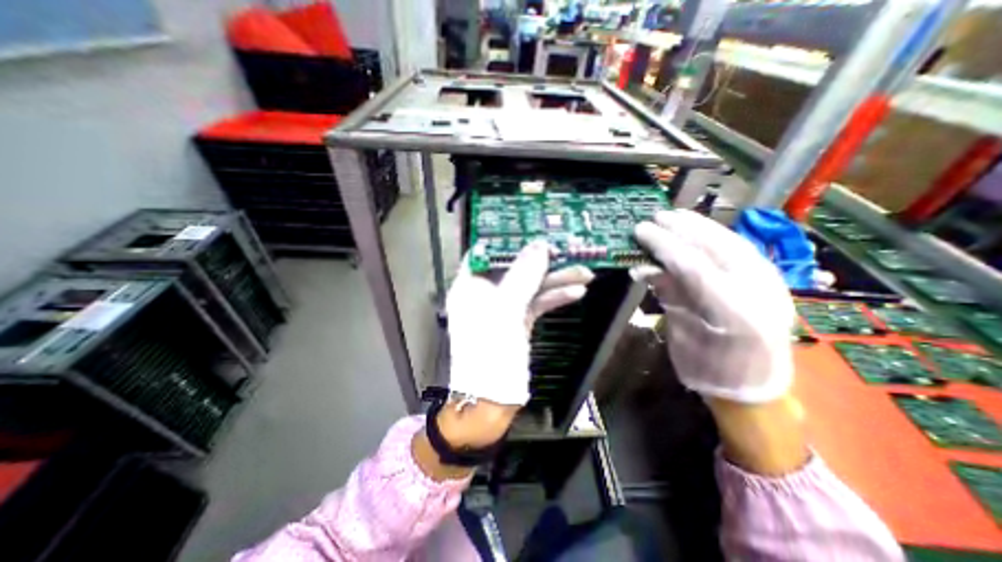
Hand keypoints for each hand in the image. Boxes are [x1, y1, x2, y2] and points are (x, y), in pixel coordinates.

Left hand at [410, 240, 589, 477]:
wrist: (492, 401)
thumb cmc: (490, 353)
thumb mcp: (505, 310)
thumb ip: (522, 276)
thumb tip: (540, 245)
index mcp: (470, 286)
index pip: (486, 252)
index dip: (507, 239)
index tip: (531, 227)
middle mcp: (486, 293)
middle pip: (514, 267)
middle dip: (541, 260)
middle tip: (567, 248)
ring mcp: (504, 307)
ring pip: (530, 286)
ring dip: (555, 279)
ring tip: (584, 271)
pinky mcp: (519, 320)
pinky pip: (537, 303)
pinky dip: (554, 297)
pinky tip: (576, 291)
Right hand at [634, 209, 798, 400]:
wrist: (756, 392)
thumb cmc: (710, 370)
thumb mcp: (681, 336)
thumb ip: (668, 297)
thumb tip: (644, 268)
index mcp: (733, 313)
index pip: (693, 266)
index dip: (664, 244)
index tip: (641, 229)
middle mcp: (758, 293)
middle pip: (716, 247)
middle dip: (683, 228)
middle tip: (656, 216)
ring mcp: (770, 285)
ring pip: (733, 242)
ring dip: (701, 226)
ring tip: (676, 216)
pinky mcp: (772, 282)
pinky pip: (741, 250)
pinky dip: (717, 236)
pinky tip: (699, 229)